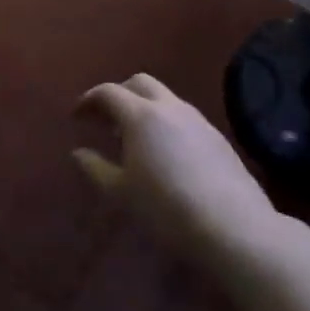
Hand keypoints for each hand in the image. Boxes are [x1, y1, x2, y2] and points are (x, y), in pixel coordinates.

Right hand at [74, 73, 276, 262]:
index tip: (76, 117)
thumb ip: (95, 168)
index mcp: (141, 115)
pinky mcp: (218, 137)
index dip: (88, 100)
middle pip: (139, 83)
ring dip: (144, 108)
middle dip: (118, 94)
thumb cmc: (165, 208)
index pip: (108, 92)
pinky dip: (165, 122)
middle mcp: (170, 108)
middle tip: (105, 119)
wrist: (232, 227)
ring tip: (133, 139)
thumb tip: (79, 152)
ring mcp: (198, 120)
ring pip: (165, 98)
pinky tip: (164, 153)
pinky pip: (183, 117)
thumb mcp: (120, 192)